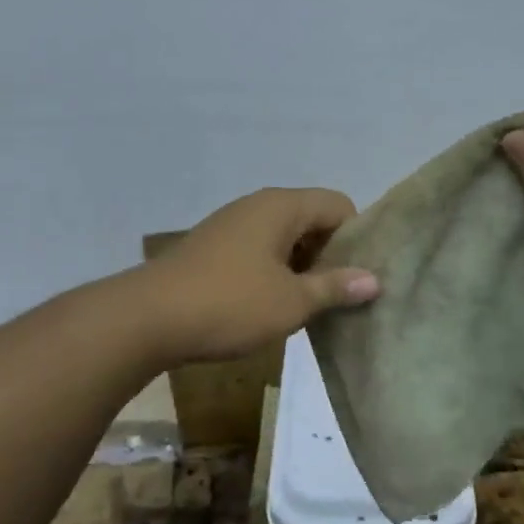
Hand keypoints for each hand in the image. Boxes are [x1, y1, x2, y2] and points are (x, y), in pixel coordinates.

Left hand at [145, 188, 379, 364]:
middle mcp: (257, 206)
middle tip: (342, 296)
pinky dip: (274, 272)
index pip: (338, 205)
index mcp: (282, 206)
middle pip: (311, 219)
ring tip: (311, 306)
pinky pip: (259, 251)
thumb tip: (374, 279)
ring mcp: (231, 225)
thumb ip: (335, 286)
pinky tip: (273, 306)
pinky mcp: (213, 248)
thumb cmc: (230, 303)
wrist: (148, 318)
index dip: (357, 237)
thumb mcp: (291, 301)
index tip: (362, 277)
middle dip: (331, 254)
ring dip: (302, 267)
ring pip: (284, 238)